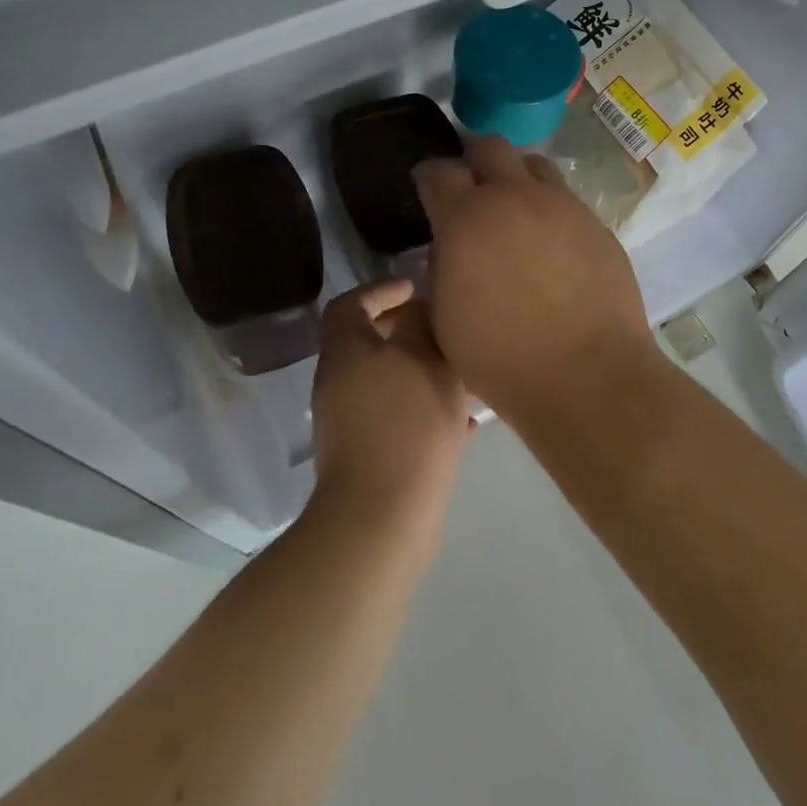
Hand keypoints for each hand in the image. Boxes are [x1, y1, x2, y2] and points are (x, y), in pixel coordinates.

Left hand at [309, 279, 471, 540]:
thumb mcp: (421, 358)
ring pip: (391, 381)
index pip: (350, 304)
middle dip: (409, 331)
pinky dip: (428, 410)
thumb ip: (419, 322)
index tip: (416, 288)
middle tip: (445, 328)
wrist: (382, 517)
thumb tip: (417, 308)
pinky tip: (467, 422)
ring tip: (465, 373)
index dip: (381, 290)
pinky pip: (400, 418)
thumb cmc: (404, 424)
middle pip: (370, 342)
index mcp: (344, 352)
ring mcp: (351, 423)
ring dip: (424, 372)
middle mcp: (339, 383)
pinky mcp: (369, 456)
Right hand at [413, 135, 655, 421]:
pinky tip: (551, 248)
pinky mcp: (596, 225)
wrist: (588, 376)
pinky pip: (566, 201)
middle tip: (472, 194)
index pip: (437, 171)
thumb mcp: (444, 318)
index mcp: (466, 219)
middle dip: (474, 163)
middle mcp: (515, 198)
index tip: (427, 189)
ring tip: (515, 215)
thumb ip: (441, 269)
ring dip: (517, 180)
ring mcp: (562, 207)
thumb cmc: (501, 357)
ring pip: (534, 166)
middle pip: (490, 146)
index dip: (427, 178)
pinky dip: (550, 211)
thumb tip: (450, 248)